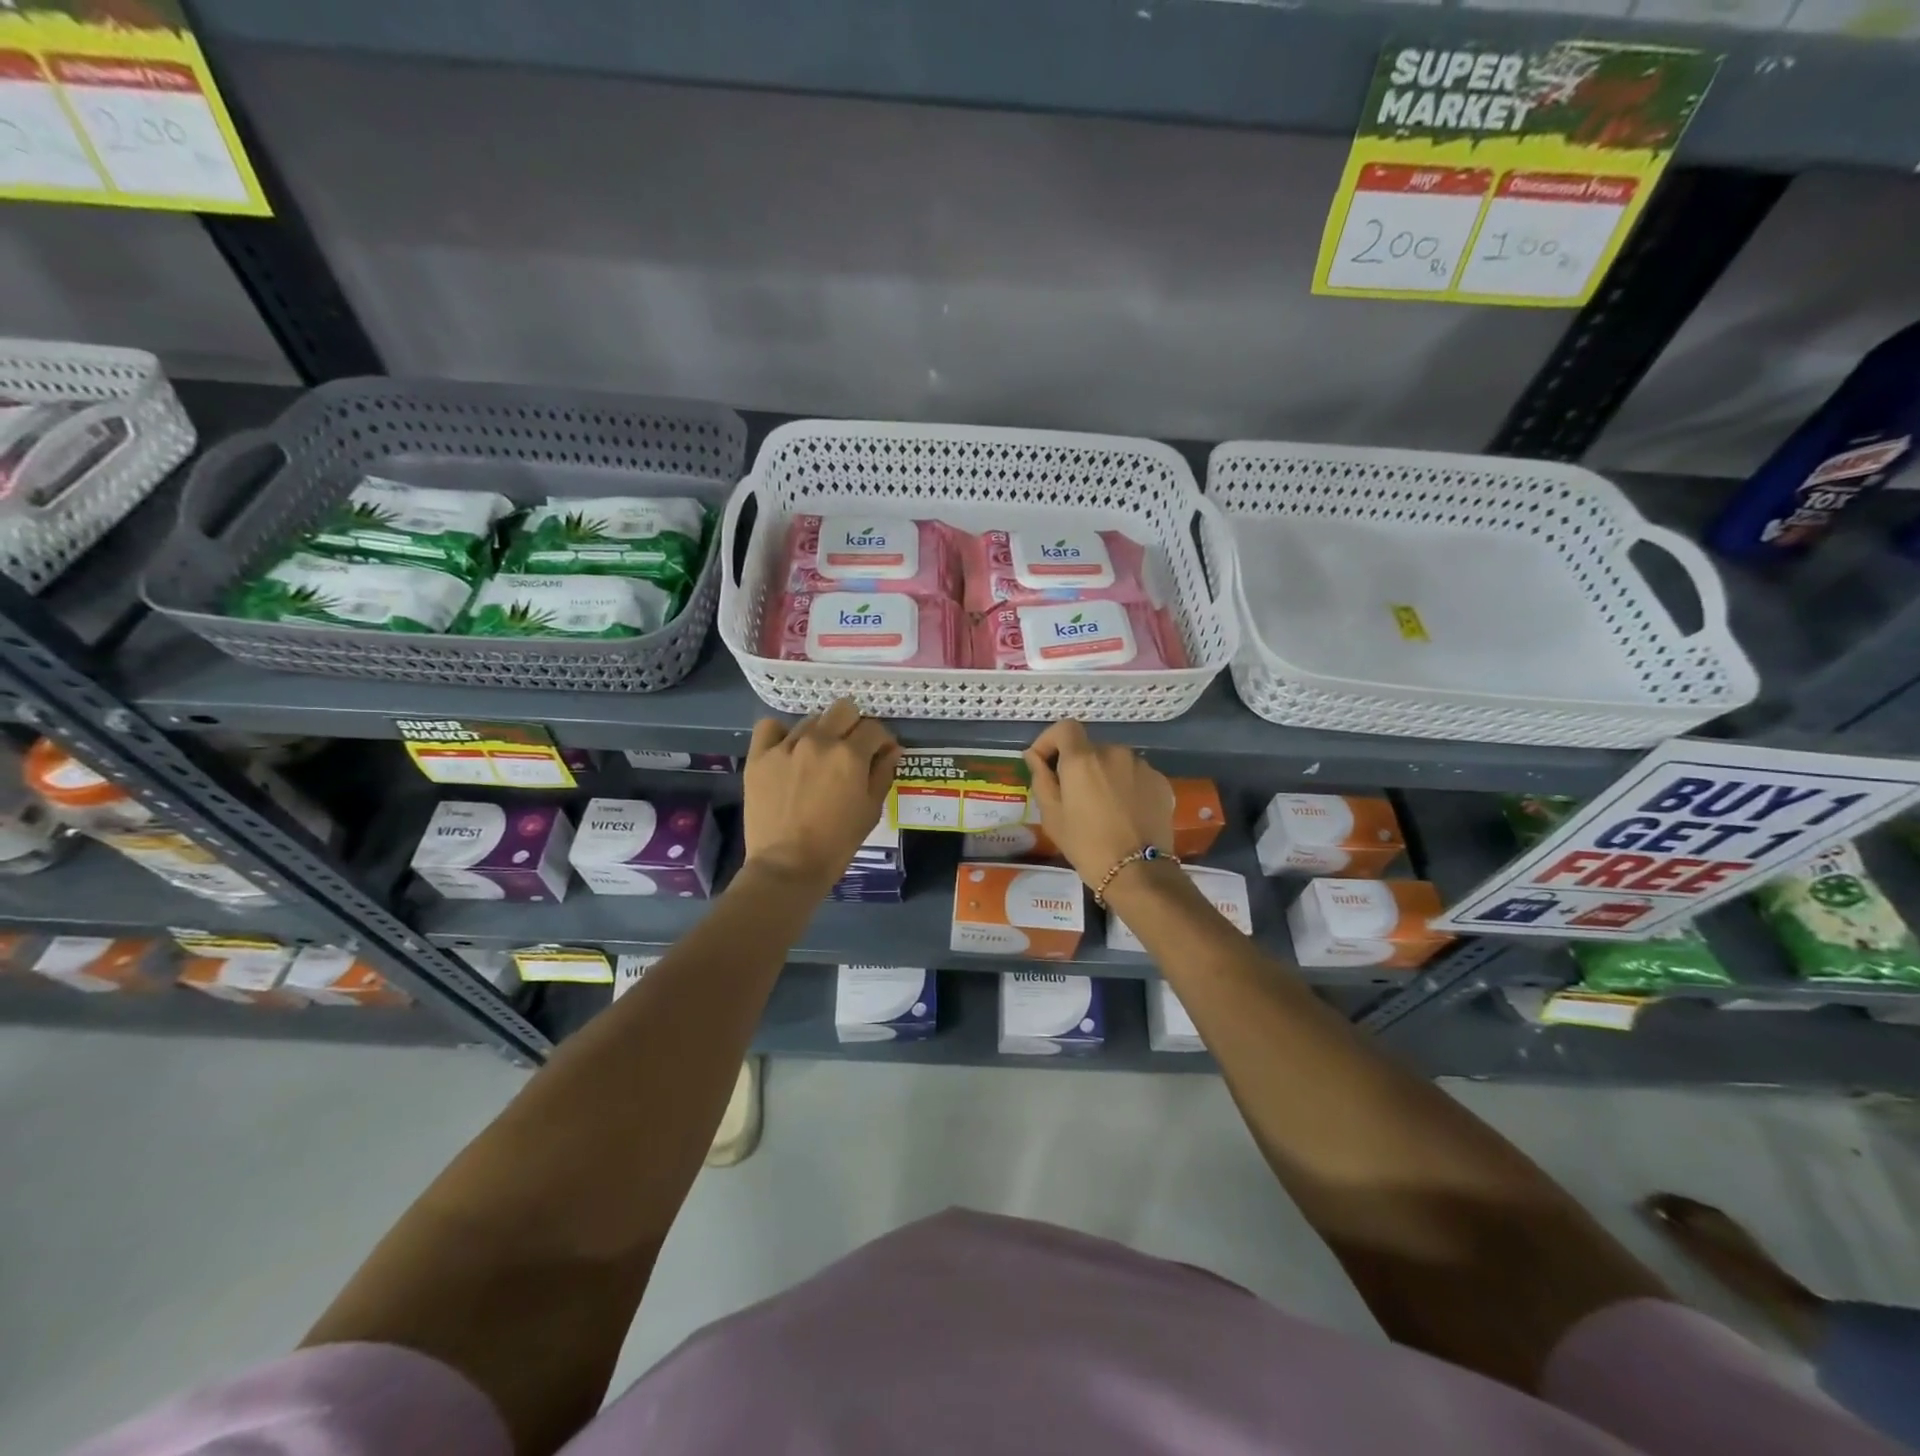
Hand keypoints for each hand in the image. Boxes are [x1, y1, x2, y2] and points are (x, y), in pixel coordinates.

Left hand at [743, 698, 900, 893]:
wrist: (787, 865)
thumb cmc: (837, 843)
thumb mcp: (871, 810)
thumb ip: (883, 773)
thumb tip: (892, 750)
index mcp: (850, 755)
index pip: (874, 728)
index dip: (882, 740)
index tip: (881, 753)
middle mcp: (819, 741)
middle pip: (843, 710)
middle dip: (854, 726)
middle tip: (851, 750)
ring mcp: (786, 746)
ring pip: (811, 719)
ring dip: (821, 733)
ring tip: (817, 758)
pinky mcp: (759, 756)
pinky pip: (770, 727)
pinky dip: (781, 733)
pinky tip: (787, 749)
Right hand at [1024, 720, 1173, 886]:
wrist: (1138, 872)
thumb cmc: (1086, 844)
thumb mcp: (1052, 815)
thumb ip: (1041, 778)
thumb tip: (1034, 756)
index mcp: (1083, 759)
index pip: (1064, 728)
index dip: (1050, 740)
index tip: (1043, 762)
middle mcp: (1114, 752)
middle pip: (1089, 748)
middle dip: (1078, 766)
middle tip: (1074, 797)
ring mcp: (1141, 765)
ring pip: (1114, 762)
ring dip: (1104, 775)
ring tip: (1102, 807)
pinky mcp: (1161, 781)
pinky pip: (1135, 775)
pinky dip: (1126, 786)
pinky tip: (1125, 813)